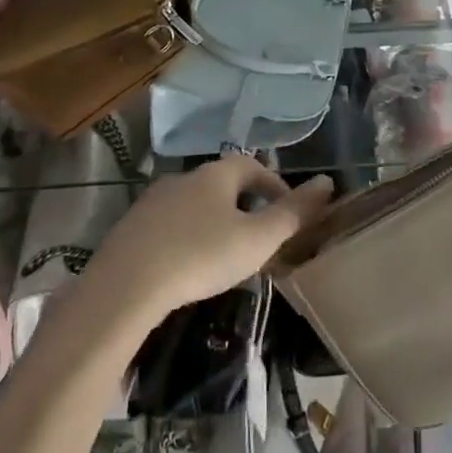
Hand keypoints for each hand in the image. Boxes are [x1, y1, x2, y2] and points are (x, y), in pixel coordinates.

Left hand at [79, 155, 333, 326]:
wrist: (124, 287)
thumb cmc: (201, 257)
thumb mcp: (258, 239)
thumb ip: (294, 213)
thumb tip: (328, 182)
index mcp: (216, 175)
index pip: (253, 165)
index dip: (274, 185)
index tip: (287, 213)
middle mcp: (183, 178)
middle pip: (223, 184)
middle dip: (245, 205)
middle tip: (261, 237)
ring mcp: (152, 202)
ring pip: (195, 205)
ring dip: (215, 222)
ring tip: (227, 254)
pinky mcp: (130, 228)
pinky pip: (170, 225)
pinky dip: (188, 237)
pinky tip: (189, 266)